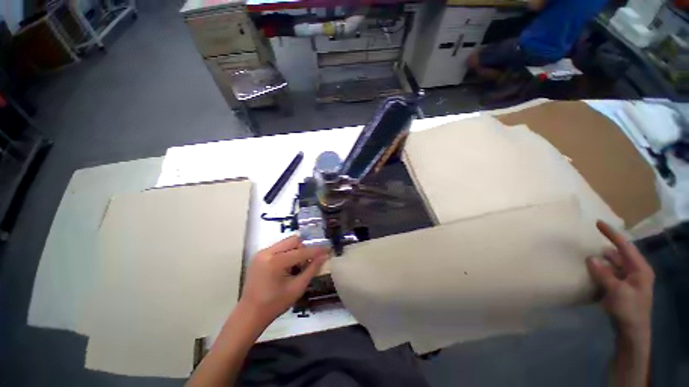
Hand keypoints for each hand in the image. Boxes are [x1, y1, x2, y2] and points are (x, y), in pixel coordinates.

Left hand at [239, 236, 329, 326]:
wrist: (250, 314)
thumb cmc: (275, 304)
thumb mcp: (297, 287)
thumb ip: (312, 269)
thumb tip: (324, 256)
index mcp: (275, 262)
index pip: (301, 251)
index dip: (316, 250)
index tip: (328, 249)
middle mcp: (267, 252)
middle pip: (293, 240)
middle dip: (304, 248)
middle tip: (310, 260)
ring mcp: (261, 253)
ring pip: (286, 243)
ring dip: (296, 250)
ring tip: (298, 265)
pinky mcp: (259, 255)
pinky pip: (279, 248)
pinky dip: (287, 253)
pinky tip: (288, 266)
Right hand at [586, 221, 654, 337]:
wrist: (631, 332)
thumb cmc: (629, 310)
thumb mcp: (616, 291)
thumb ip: (603, 274)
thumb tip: (590, 257)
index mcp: (640, 269)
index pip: (625, 246)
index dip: (611, 234)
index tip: (597, 223)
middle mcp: (635, 271)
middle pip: (619, 254)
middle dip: (605, 249)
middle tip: (589, 242)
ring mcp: (628, 280)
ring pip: (613, 264)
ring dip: (602, 261)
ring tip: (587, 256)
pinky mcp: (621, 288)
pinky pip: (610, 274)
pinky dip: (601, 271)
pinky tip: (591, 271)